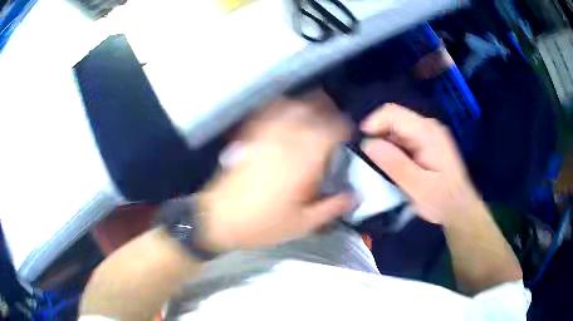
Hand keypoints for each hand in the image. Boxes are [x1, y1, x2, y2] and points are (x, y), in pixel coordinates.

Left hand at [198, 95, 355, 251]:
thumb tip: (354, 196)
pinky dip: (281, 107)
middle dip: (328, 110)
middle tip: (333, 122)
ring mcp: (265, 133)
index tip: (347, 135)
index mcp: (304, 158)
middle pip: (312, 108)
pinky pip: (268, 111)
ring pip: (291, 105)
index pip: (332, 129)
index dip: (343, 128)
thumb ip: (332, 207)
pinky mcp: (249, 135)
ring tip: (313, 113)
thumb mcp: (303, 224)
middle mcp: (286, 138)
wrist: (220, 218)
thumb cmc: (263, 224)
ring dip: (306, 105)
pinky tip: (285, 113)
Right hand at [360, 103, 479, 224]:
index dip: (373, 124)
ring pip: (397, 129)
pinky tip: (396, 168)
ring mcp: (429, 134)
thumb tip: (368, 144)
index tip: (363, 147)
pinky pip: (404, 138)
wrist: (461, 209)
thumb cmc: (442, 201)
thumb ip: (395, 164)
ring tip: (384, 168)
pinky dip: (394, 149)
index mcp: (427, 133)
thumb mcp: (418, 188)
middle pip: (394, 118)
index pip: (392, 113)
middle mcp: (428, 127)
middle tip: (373, 163)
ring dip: (386, 144)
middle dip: (379, 137)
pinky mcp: (427, 143)